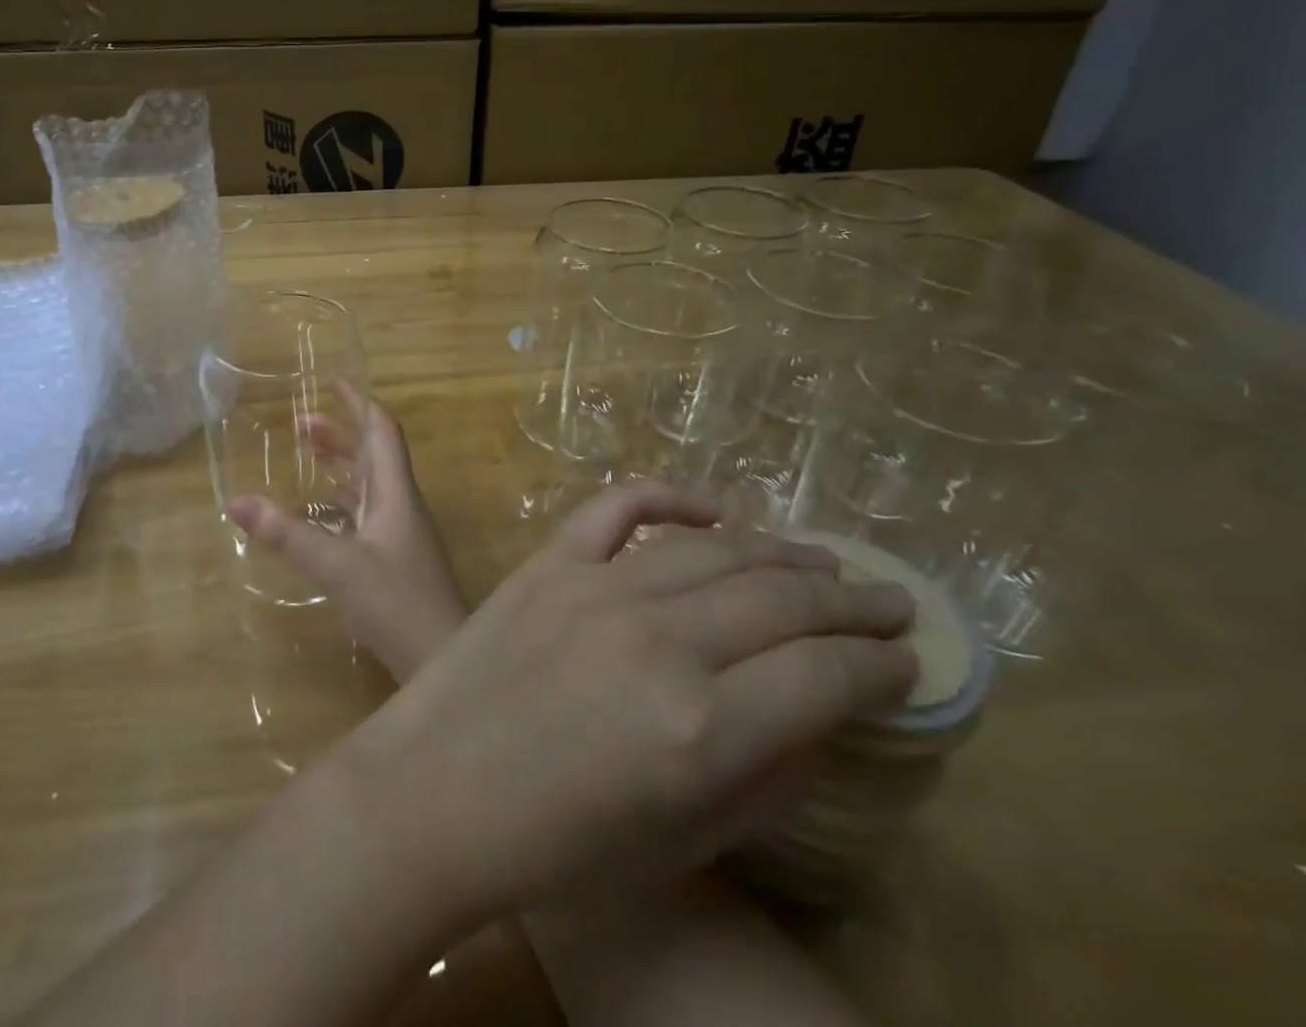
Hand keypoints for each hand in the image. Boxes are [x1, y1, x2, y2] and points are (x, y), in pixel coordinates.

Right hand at [227, 383, 468, 682]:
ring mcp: (399, 533)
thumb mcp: (336, 567)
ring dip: (339, 464)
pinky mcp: (393, 559)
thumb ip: (287, 535)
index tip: (331, 381)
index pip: (381, 430)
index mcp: (395, 492)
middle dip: (338, 433)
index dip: (359, 402)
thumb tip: (235, 501)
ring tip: (304, 456)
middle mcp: (400, 504)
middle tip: (298, 425)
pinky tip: (319, 512)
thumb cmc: (397, 603)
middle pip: (372, 454)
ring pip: (368, 484)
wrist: (444, 658)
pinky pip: (364, 513)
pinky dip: (340, 501)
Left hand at [334, 482, 917, 925]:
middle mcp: (660, 640)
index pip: (826, 676)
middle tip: (887, 600)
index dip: (881, 667)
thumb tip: (817, 716)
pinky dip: (669, 497)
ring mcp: (597, 588)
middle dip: (850, 602)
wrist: (434, 792)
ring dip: (777, 553)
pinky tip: (711, 506)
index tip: (907, 662)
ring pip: (713, 549)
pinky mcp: (548, 562)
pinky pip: (617, 508)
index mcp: (703, 727)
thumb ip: (762, 775)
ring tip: (820, 562)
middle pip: (782, 600)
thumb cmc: (558, 845)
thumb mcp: (683, 840)